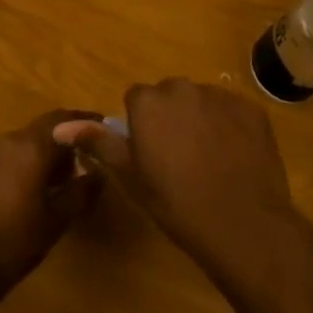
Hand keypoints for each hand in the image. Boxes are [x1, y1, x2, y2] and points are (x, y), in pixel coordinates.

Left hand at [0, 110, 103, 312]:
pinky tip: (46, 184)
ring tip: (74, 172)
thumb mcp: (55, 220)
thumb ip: (80, 192)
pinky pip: (17, 153)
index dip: (87, 122)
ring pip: (31, 139)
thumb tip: (99, 174)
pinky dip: (35, 159)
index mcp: (31, 147)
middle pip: (47, 126)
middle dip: (71, 134)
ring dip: (53, 148)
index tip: (107, 128)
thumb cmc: (13, 242)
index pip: (65, 120)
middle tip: (95, 151)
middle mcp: (12, 141)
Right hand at [52, 80, 306, 284]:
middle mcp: (182, 88)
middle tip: (177, 159)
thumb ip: (98, 143)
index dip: (141, 127)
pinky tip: (233, 159)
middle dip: (170, 118)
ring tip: (209, 161)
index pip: (136, 100)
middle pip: (169, 96)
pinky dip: (230, 128)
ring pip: (201, 101)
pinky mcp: (251, 109)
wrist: (243, 225)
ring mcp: (220, 96)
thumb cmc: (176, 203)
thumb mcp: (131, 176)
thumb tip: (60, 127)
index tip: (150, 155)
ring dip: (200, 120)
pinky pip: (232, 112)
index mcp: (148, 101)